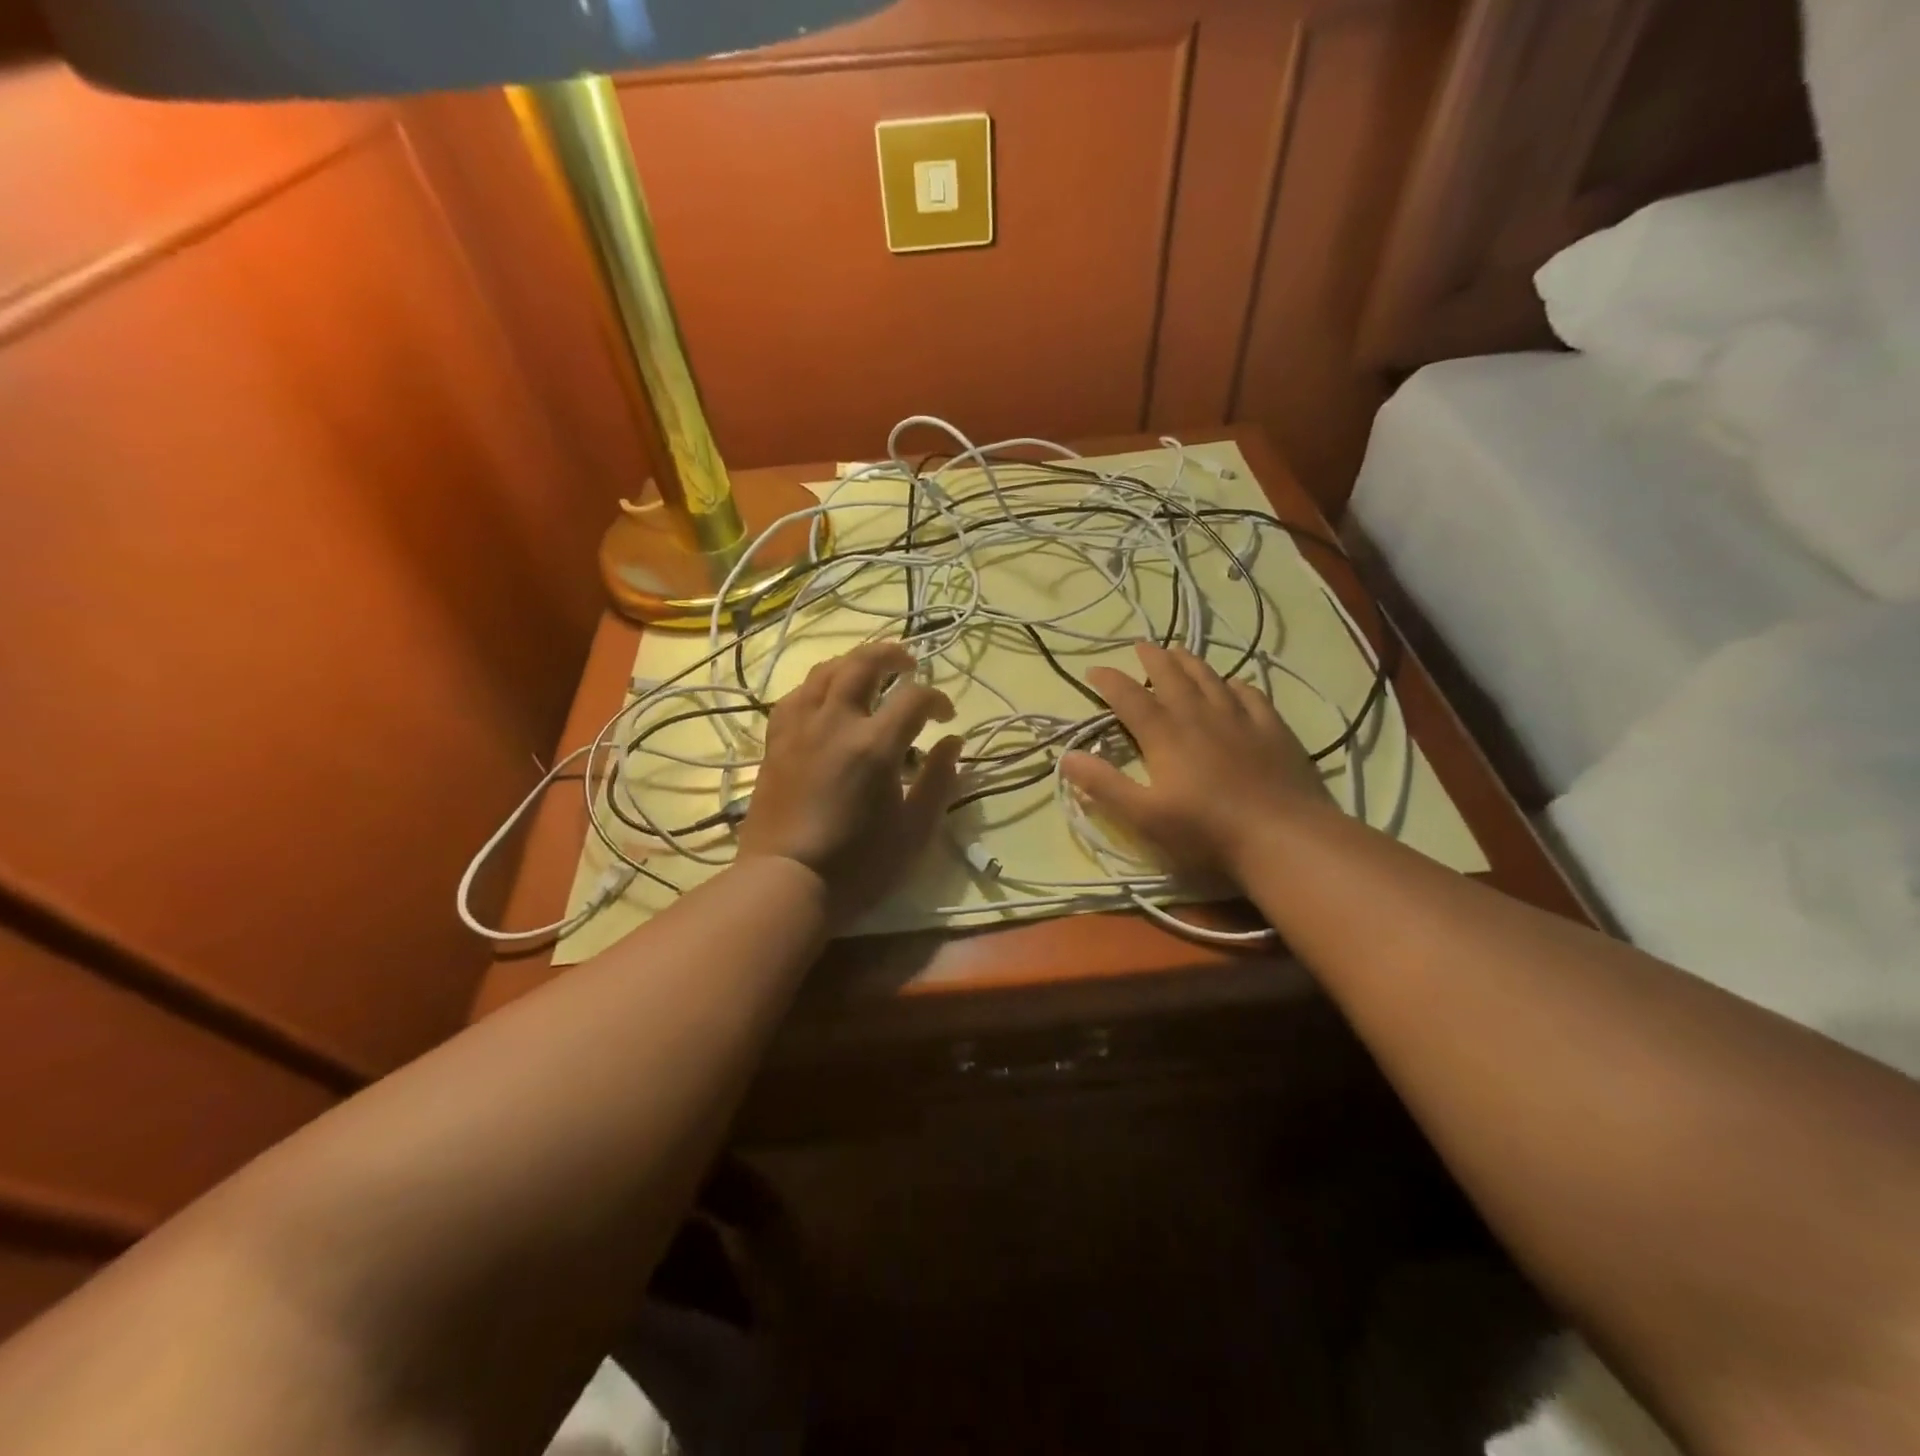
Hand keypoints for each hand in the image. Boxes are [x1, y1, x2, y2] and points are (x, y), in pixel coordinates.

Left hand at [737, 641, 964, 926]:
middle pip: (863, 664)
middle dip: (892, 655)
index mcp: (874, 745)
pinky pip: (796, 695)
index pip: (914, 698)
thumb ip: (939, 780)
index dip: (937, 700)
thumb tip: (952, 741)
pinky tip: (826, 697)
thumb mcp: (915, 830)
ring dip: (853, 663)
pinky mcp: (776, 742)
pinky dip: (818, 685)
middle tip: (909, 664)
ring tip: (870, 671)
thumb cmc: (858, 865)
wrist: (786, 883)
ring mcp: (800, 728)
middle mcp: (835, 722)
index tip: (945, 718)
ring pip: (825, 671)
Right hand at [1060, 642, 1333, 888]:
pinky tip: (1233, 683)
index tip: (1093, 670)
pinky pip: (1250, 695)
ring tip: (1178, 650)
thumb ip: (1105, 785)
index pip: (1129, 697)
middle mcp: (1199, 716)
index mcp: (1165, 735)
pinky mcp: (1272, 730)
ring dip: (1190, 662)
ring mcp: (1240, 719)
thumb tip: (1066, 756)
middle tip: (1140, 645)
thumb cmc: (1206, 831)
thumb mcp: (1144, 816)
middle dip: (1152, 659)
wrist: (1283, 837)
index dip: (1109, 681)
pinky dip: (1235, 684)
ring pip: (1210, 679)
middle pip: (1171, 677)